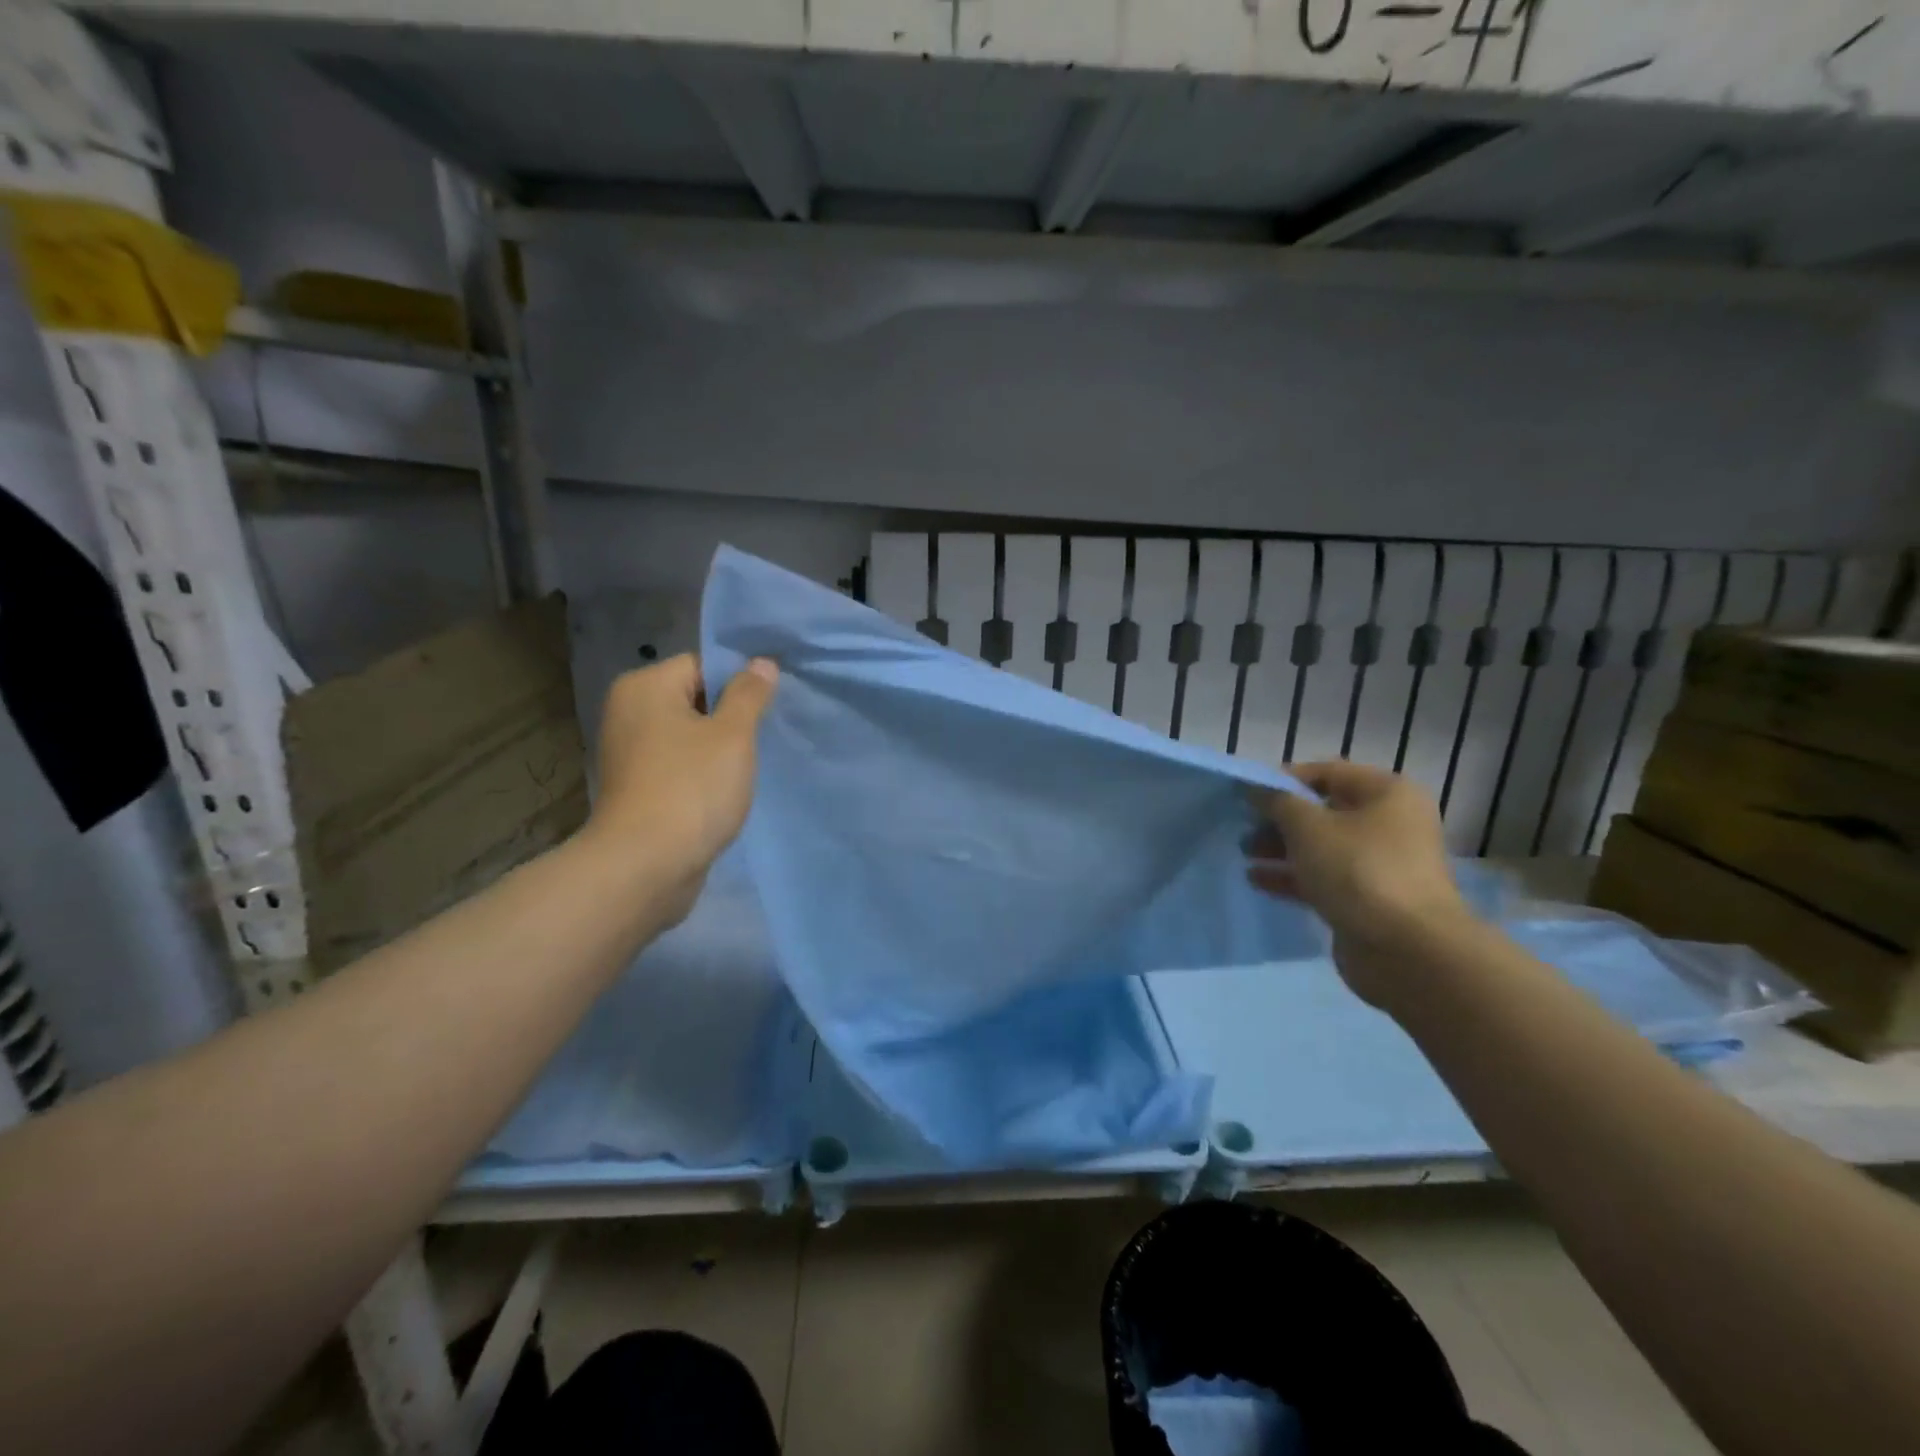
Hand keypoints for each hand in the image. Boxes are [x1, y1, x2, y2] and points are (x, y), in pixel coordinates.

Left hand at [583, 653, 778, 924]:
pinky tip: (726, 789)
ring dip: (720, 748)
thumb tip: (761, 662)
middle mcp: (629, 712)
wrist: (645, 867)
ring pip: (689, 735)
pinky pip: (679, 765)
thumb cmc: (691, 789)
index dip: (740, 682)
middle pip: (695, 698)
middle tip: (765, 735)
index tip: (769, 705)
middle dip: (731, 716)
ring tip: (749, 764)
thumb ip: (749, 694)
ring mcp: (629, 752)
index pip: (703, 664)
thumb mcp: (732, 735)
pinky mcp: (637, 787)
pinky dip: (702, 772)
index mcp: (645, 686)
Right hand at [1246, 761, 1472, 1006]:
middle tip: (1243, 827)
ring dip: (1280, 848)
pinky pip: (1323, 878)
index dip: (1284, 780)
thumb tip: (1257, 789)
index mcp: (1387, 794)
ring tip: (1244, 853)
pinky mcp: (1368, 900)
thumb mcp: (1308, 827)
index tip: (1247, 794)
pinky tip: (1257, 880)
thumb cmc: (1359, 871)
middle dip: (1279, 819)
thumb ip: (1277, 802)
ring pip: (1320, 847)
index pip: (1326, 773)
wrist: (1407, 951)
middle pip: (1323, 811)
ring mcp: (1380, 865)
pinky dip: (1291, 876)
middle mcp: (1389, 824)